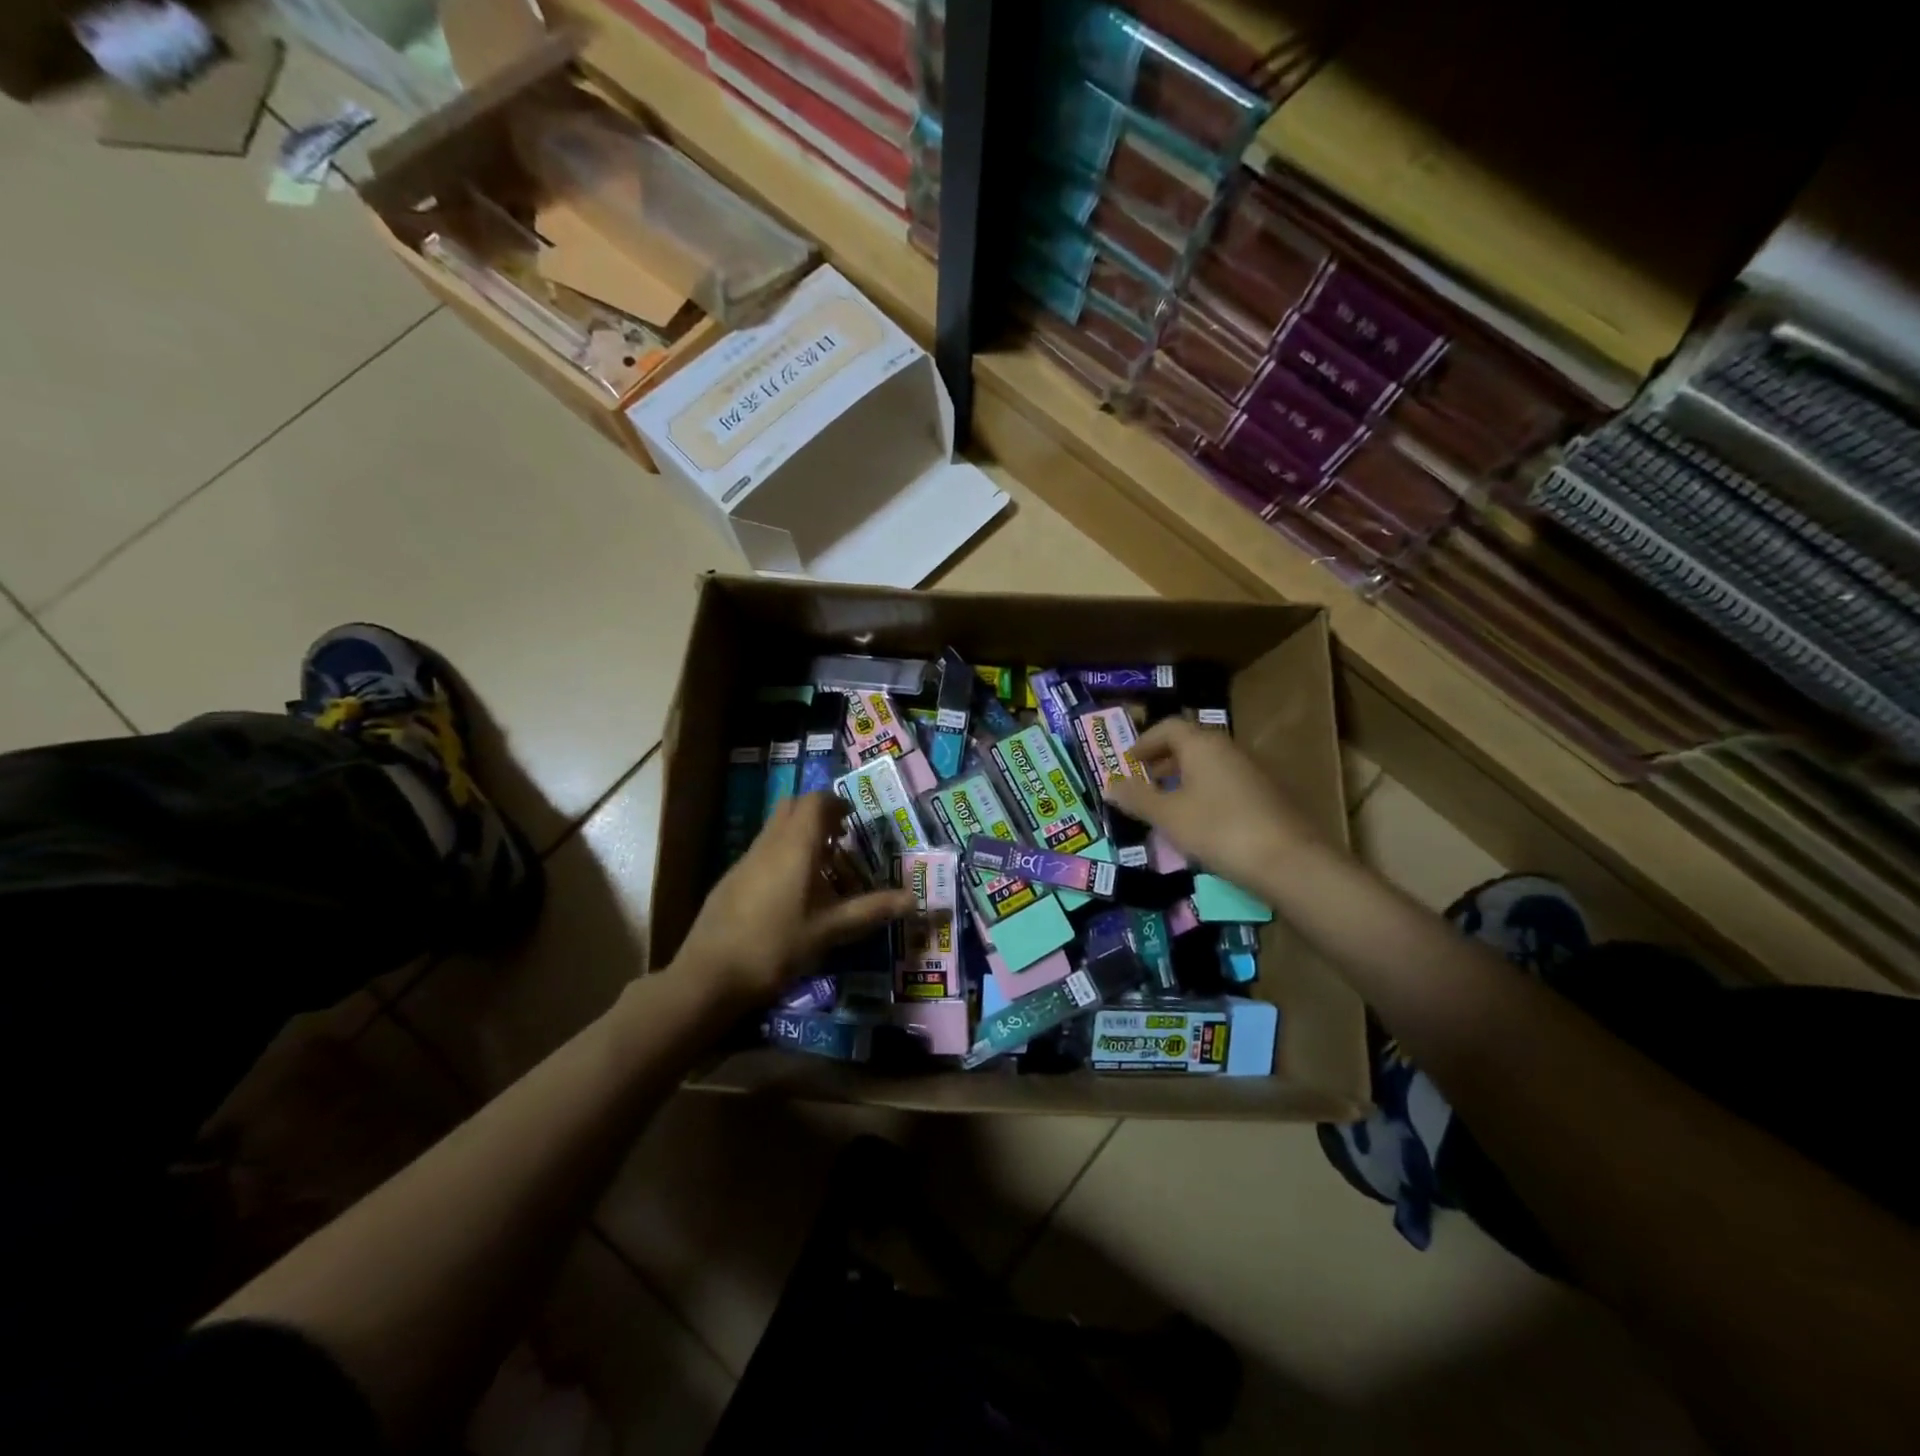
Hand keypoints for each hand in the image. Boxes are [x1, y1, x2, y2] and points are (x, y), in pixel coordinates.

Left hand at [673, 792, 914, 1007]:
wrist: (709, 974)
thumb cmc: (776, 945)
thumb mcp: (831, 930)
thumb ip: (871, 910)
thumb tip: (913, 899)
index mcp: (795, 845)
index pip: (815, 801)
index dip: (836, 804)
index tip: (853, 821)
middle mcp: (769, 843)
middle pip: (792, 807)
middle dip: (818, 815)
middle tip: (840, 840)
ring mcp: (745, 860)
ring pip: (776, 830)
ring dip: (800, 837)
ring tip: (823, 871)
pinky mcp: (731, 879)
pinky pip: (763, 851)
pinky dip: (783, 856)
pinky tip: (793, 895)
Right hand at [1103, 718, 1319, 888]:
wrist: (1288, 861)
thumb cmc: (1218, 829)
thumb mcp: (1167, 816)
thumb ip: (1136, 798)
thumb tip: (1109, 784)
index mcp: (1202, 744)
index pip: (1168, 727)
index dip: (1143, 742)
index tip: (1127, 762)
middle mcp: (1228, 748)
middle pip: (1189, 744)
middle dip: (1162, 762)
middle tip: (1141, 784)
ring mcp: (1251, 771)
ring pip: (1208, 765)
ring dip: (1182, 779)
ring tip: (1165, 806)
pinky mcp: (1265, 795)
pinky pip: (1224, 784)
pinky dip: (1203, 793)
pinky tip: (1197, 823)